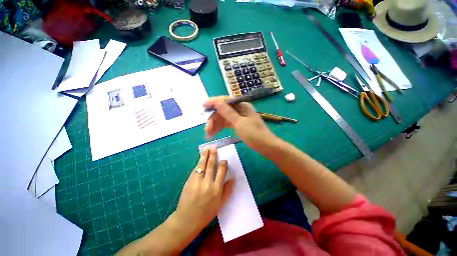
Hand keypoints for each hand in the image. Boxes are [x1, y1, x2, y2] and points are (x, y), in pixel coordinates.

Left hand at [175, 146, 233, 232]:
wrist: (187, 219)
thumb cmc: (206, 212)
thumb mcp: (221, 204)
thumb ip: (227, 190)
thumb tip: (232, 177)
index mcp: (217, 189)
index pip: (221, 171)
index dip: (223, 164)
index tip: (224, 160)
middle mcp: (208, 183)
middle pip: (211, 165)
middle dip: (213, 155)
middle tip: (214, 147)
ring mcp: (197, 181)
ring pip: (203, 165)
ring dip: (205, 155)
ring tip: (207, 148)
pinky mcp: (189, 181)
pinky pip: (196, 169)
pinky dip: (199, 162)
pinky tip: (200, 158)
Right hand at [203, 96, 278, 153]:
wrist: (266, 146)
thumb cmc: (255, 135)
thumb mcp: (240, 123)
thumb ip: (228, 112)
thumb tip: (217, 101)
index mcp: (242, 105)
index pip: (225, 100)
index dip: (213, 102)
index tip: (203, 105)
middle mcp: (239, 109)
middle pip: (222, 110)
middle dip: (213, 119)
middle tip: (207, 130)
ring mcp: (238, 117)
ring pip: (223, 118)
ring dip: (215, 125)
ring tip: (208, 134)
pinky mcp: (237, 124)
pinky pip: (226, 124)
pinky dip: (220, 128)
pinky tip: (213, 133)